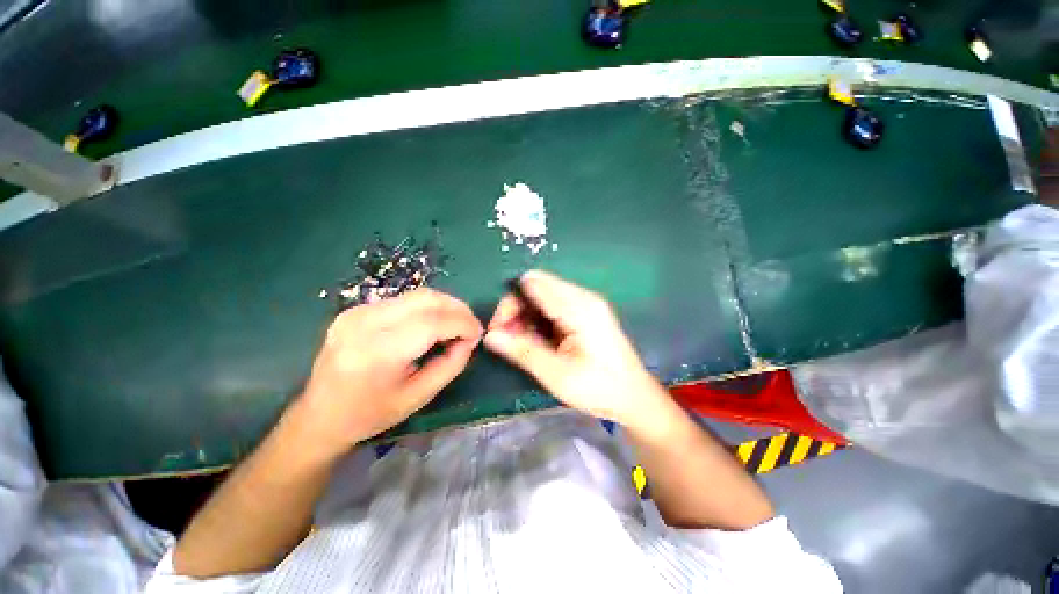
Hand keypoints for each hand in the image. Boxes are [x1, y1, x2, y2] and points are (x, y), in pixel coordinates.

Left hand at [292, 288, 482, 456]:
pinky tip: (433, 323)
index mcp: (378, 353)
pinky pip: (404, 300)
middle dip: (457, 308)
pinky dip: (427, 308)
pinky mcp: (356, 309)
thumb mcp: (420, 396)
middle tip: (471, 325)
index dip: (462, 323)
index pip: (432, 322)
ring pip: (417, 295)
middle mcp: (364, 323)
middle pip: (426, 299)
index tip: (478, 333)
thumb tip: (470, 339)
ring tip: (456, 324)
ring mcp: (357, 312)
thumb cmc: (371, 414)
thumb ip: (451, 364)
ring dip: (444, 306)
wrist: (319, 416)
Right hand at [483, 270, 668, 427]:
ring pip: (543, 296)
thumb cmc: (599, 388)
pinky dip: (538, 320)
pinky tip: (537, 341)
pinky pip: (553, 306)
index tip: (499, 330)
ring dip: (525, 316)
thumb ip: (523, 351)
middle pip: (537, 287)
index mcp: (579, 308)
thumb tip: (489, 336)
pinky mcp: (586, 312)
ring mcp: (586, 303)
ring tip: (520, 344)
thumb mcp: (557, 375)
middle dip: (516, 309)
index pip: (533, 285)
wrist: (635, 397)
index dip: (510, 304)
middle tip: (506, 340)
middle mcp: (583, 297)